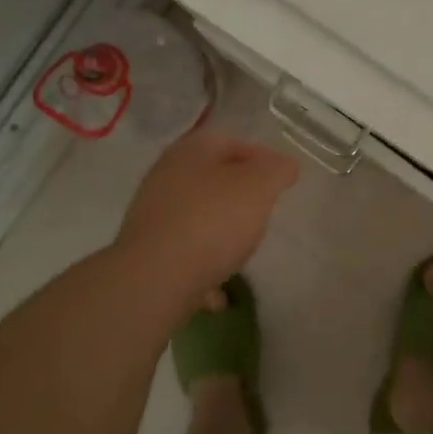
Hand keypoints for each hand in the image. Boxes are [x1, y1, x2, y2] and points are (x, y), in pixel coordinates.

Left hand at [116, 129, 300, 296]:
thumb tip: (285, 165)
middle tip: (264, 211)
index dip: (261, 156)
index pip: (231, 141)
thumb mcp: (258, 187)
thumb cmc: (212, 221)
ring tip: (244, 250)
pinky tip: (219, 292)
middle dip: (239, 194)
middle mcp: (166, 176)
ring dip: (220, 231)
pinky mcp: (147, 253)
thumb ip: (276, 171)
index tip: (283, 179)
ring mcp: (153, 216)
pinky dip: (203, 267)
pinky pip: (184, 254)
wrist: (155, 279)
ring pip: (196, 216)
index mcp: (191, 151)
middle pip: (210, 178)